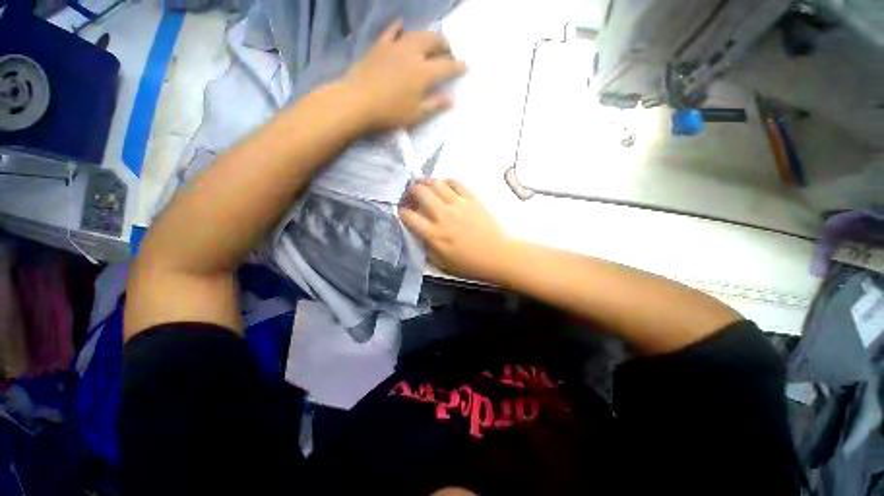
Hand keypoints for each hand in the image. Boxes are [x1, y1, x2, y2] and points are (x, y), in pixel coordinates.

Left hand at [344, 19, 467, 130]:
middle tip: (449, 52)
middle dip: (445, 46)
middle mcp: (412, 54)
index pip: (446, 66)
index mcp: (423, 73)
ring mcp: (395, 47)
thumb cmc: (390, 112)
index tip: (466, 66)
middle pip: (433, 42)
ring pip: (416, 34)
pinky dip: (399, 28)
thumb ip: (434, 105)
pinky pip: (391, 32)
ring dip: (427, 36)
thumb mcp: (416, 114)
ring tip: (431, 42)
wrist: (358, 102)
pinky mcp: (380, 46)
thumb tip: (451, 99)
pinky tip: (402, 25)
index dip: (458, 66)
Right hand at [399, 179, 514, 282]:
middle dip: (410, 191)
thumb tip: (417, 231)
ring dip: (425, 182)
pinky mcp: (472, 199)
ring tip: (424, 187)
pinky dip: (446, 182)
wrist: (497, 255)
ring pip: (436, 183)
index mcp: (433, 234)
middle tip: (411, 194)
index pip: (409, 216)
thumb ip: (425, 246)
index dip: (401, 211)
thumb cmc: (468, 263)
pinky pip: (455, 183)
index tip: (403, 211)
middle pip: (419, 192)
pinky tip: (444, 187)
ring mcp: (458, 204)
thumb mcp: (440, 262)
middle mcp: (442, 215)